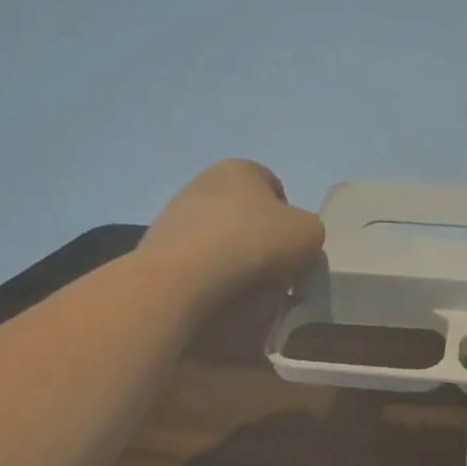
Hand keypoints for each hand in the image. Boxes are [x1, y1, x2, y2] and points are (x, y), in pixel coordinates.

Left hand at [139, 160, 324, 300]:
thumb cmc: (252, 243)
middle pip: (247, 216)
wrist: (180, 281)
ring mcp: (175, 215)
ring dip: (235, 262)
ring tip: (244, 291)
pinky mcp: (157, 249)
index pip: (276, 190)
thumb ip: (309, 232)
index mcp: (241, 168)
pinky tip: (216, 296)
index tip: (292, 251)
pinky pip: (197, 263)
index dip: (290, 222)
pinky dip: (209, 278)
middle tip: (274, 274)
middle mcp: (204, 182)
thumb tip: (292, 247)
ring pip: (221, 240)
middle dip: (261, 243)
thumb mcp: (309, 233)